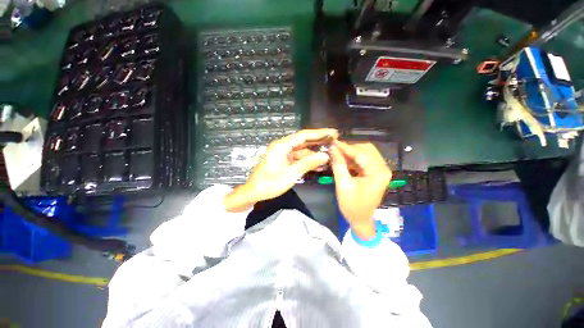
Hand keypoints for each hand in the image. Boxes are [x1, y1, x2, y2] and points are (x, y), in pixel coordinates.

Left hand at [224, 129, 338, 211]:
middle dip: (319, 141)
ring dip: (314, 153)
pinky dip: (307, 160)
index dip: (319, 133)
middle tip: (334, 140)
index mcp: (282, 146)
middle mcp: (283, 146)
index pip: (303, 135)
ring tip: (329, 155)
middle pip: (303, 141)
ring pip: (302, 150)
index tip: (333, 132)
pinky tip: (318, 164)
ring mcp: (283, 153)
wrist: (253, 192)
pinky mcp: (284, 159)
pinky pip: (298, 157)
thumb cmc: (269, 184)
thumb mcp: (290, 175)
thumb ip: (308, 164)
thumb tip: (325, 156)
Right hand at [329, 141, 391, 239]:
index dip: (345, 147)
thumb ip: (338, 165)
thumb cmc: (352, 206)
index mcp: (378, 173)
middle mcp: (383, 168)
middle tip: (334, 148)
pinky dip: (353, 158)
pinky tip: (343, 159)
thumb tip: (332, 149)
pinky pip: (364, 159)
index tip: (332, 142)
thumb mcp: (343, 185)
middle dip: (349, 148)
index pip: (360, 153)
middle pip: (366, 149)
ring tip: (337, 153)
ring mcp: (380, 170)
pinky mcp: (375, 172)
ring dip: (350, 152)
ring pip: (365, 153)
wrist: (361, 219)